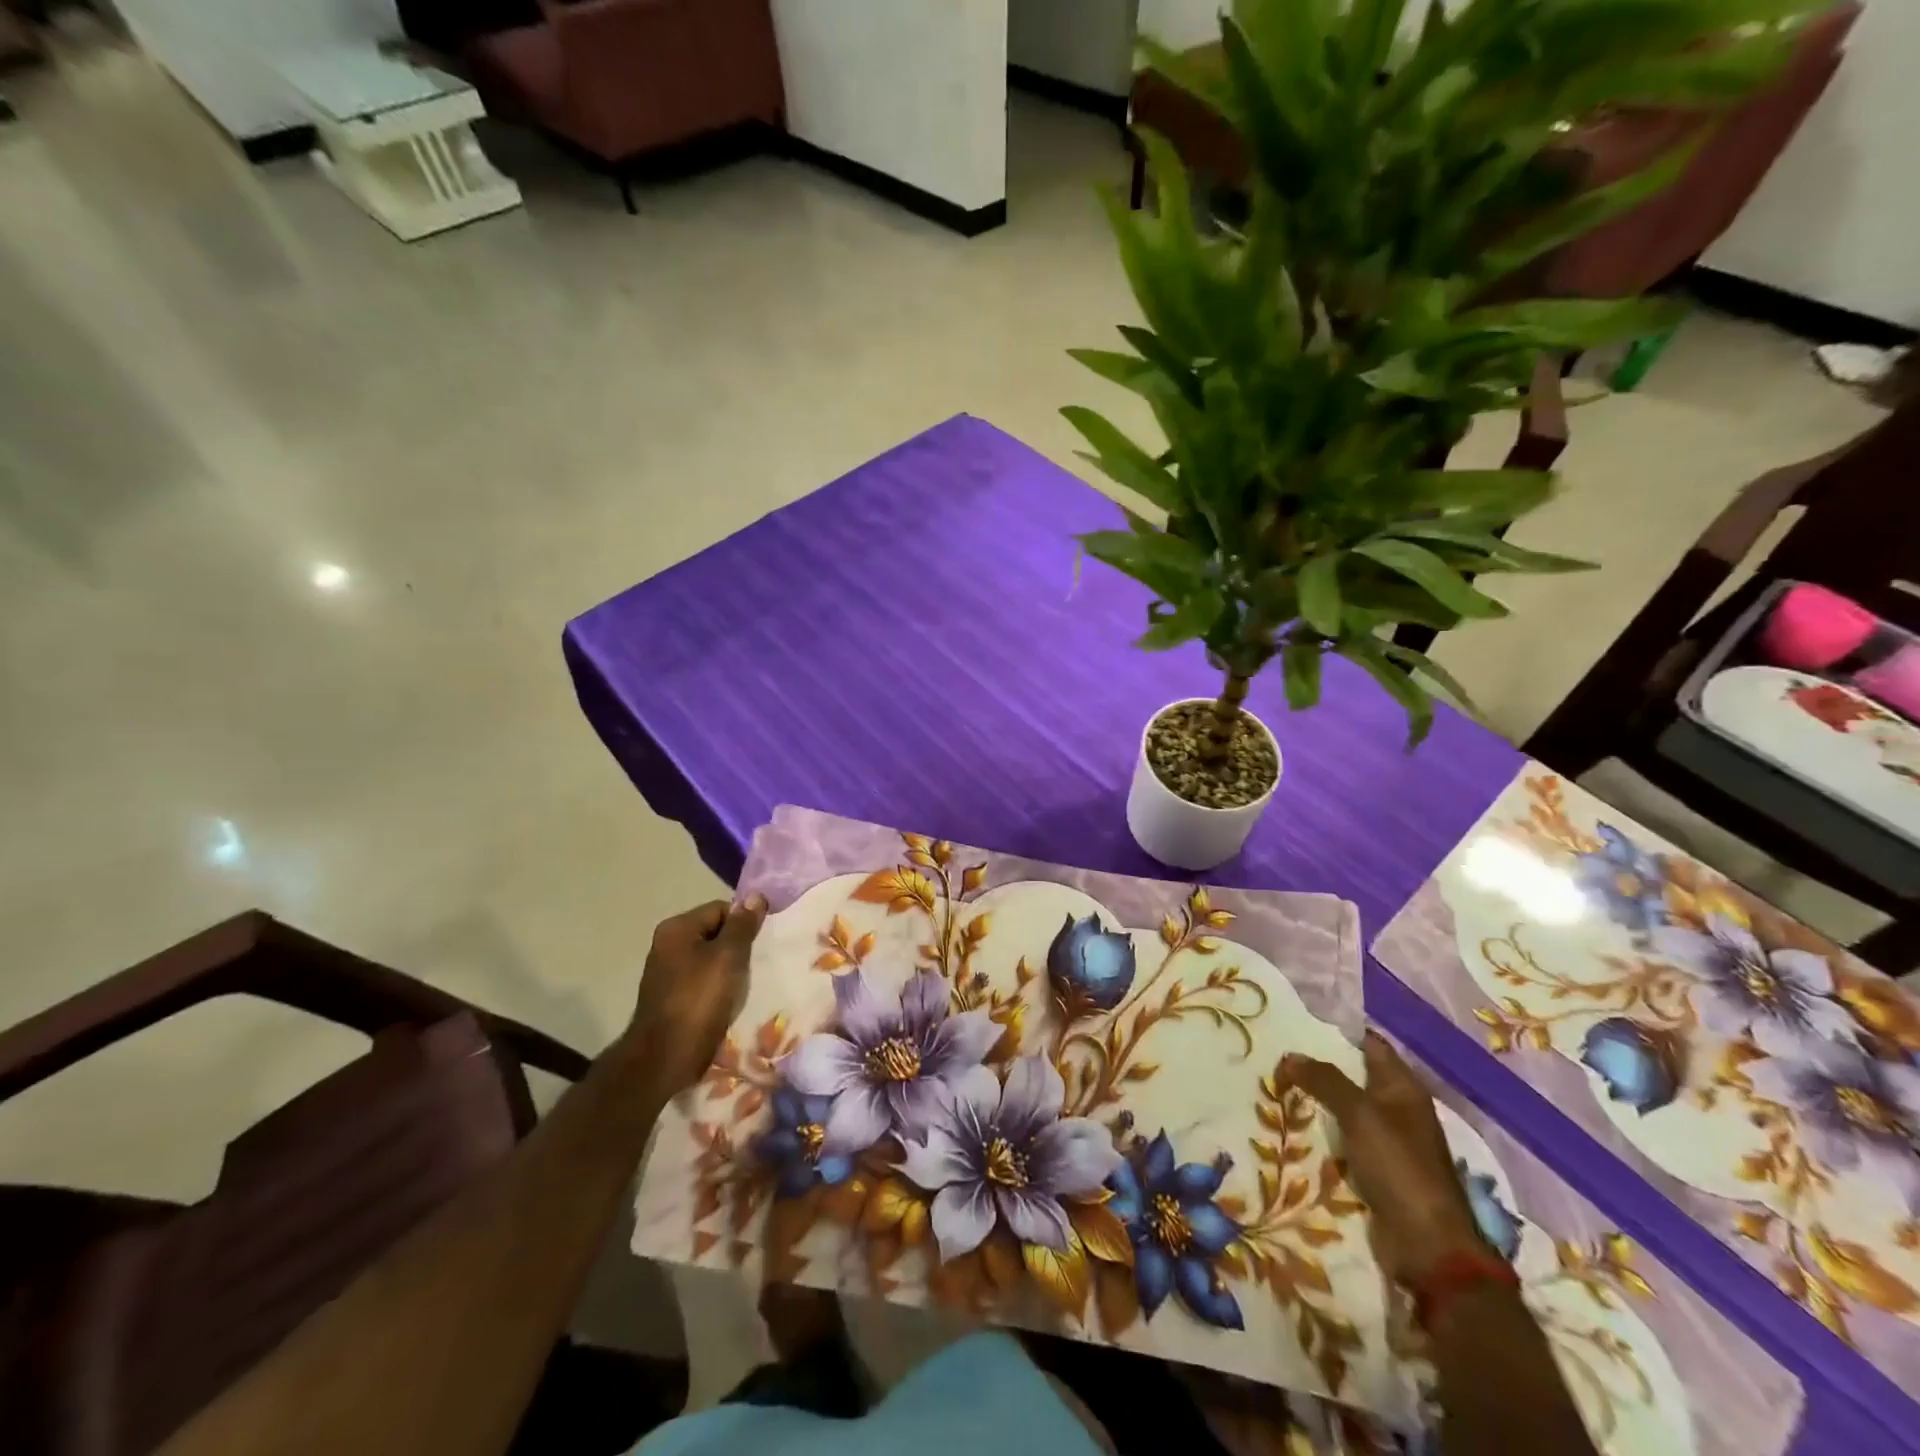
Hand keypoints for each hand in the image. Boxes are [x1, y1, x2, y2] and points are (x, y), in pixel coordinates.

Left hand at [628, 896, 766, 1100]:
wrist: (665, 1058)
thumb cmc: (699, 1000)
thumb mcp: (728, 957)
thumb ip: (742, 926)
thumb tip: (756, 896)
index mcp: (677, 929)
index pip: (721, 909)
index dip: (744, 923)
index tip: (761, 944)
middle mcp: (667, 945)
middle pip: (715, 933)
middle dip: (738, 947)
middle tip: (757, 963)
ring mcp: (667, 973)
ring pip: (711, 960)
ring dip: (730, 970)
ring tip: (747, 984)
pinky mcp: (672, 998)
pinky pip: (703, 982)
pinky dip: (719, 988)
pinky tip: (731, 1001)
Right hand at [1280, 1031, 1486, 1285]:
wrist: (1427, 1246)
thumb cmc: (1399, 1167)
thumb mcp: (1359, 1114)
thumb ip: (1325, 1080)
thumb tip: (1290, 1056)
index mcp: (1404, 1088)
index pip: (1370, 1044)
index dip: (1338, 1030)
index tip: (1298, 1020)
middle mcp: (1398, 1109)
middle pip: (1354, 1075)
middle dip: (1319, 1065)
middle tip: (1276, 1051)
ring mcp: (1389, 1141)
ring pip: (1345, 1108)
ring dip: (1317, 1100)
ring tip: (1276, 1083)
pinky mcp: (1377, 1169)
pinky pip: (1343, 1139)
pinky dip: (1322, 1131)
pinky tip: (1293, 1124)